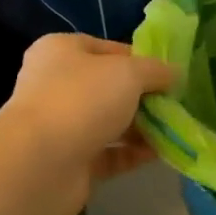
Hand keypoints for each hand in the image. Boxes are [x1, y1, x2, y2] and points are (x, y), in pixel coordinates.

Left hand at [0, 35, 177, 214]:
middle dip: (145, 97)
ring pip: (111, 122)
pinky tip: (161, 154)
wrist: (39, 164)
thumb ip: (156, 71)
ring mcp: (62, 125)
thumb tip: (175, 74)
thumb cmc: (81, 100)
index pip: (110, 49)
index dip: (142, 60)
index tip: (171, 76)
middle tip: (176, 105)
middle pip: (111, 88)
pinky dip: (133, 153)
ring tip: (175, 131)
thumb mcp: (129, 72)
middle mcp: (57, 85)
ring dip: (142, 127)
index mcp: (62, 51)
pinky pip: (109, 153)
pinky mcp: (70, 161)